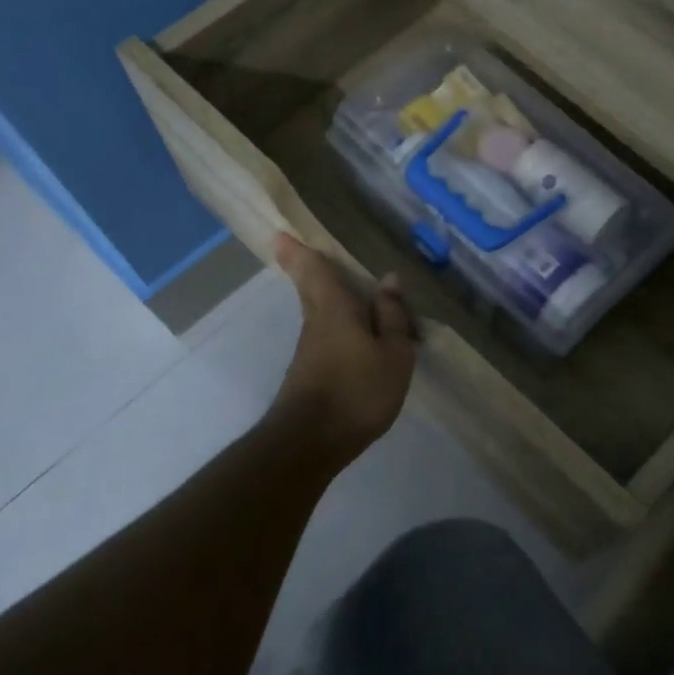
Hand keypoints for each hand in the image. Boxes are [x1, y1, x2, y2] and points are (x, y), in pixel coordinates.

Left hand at [270, 235, 415, 464]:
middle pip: (309, 289)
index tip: (280, 233)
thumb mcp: (393, 353)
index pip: (314, 270)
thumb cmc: (358, 390)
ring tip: (339, 287)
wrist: (312, 441)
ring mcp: (310, 350)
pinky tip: (351, 336)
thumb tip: (388, 279)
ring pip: (318, 313)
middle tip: (296, 250)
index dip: (299, 251)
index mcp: (335, 309)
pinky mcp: (310, 373)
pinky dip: (336, 326)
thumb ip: (391, 317)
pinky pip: (325, 336)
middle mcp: (316, 323)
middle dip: (303, 269)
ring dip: (324, 298)